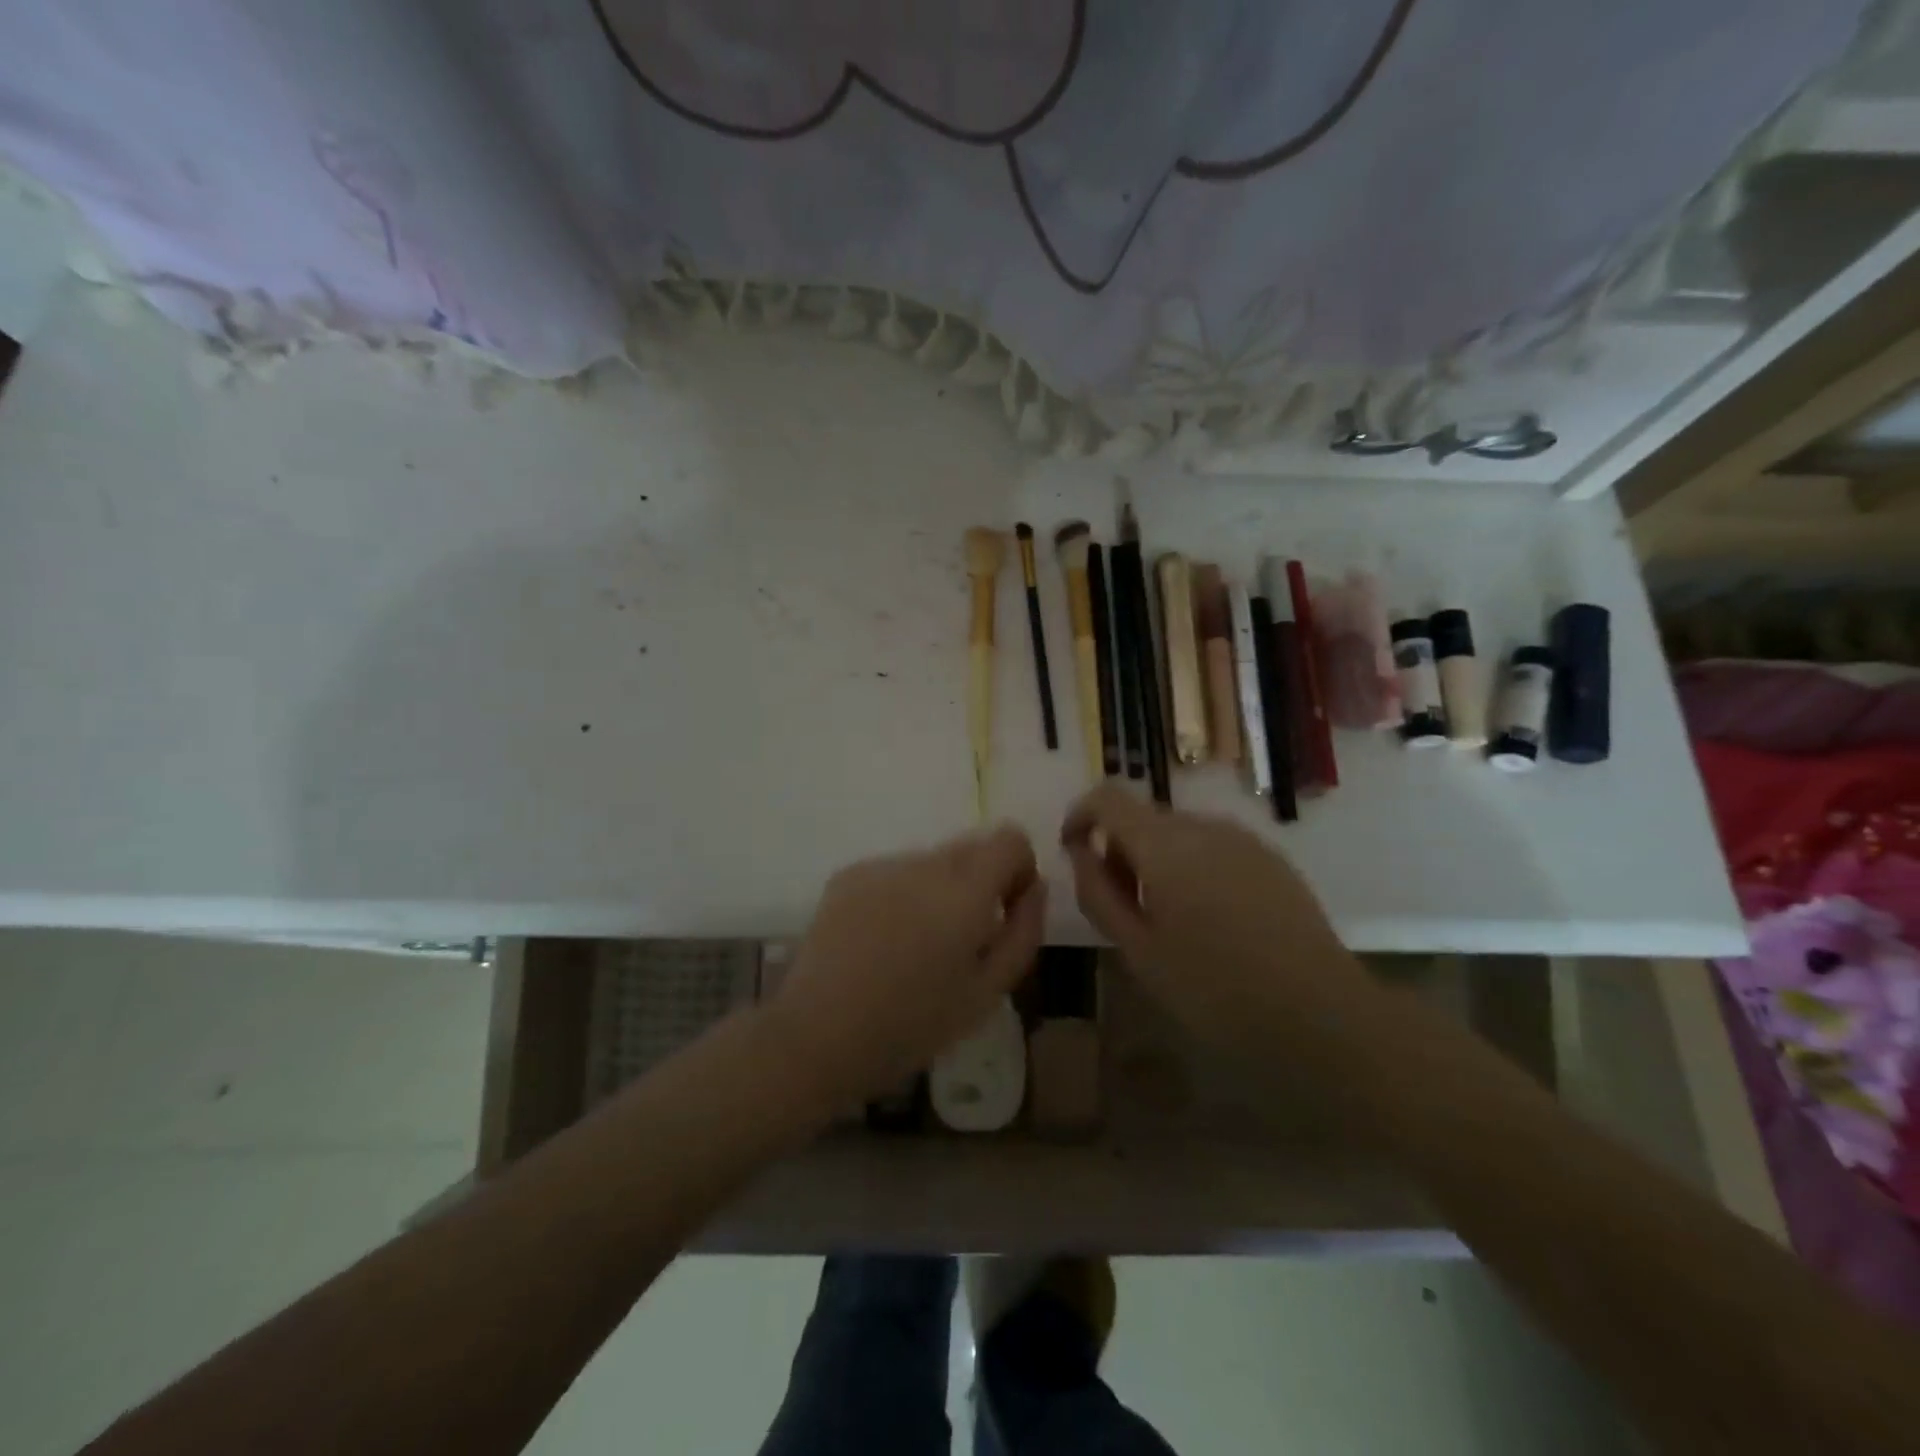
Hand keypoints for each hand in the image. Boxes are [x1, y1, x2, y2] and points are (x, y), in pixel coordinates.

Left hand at [767, 825, 1046, 1111]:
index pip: (1010, 837)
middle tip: (963, 938)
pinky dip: (902, 895)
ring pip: (931, 861)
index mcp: (964, 891)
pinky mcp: (848, 874)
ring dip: (939, 890)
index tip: (1006, 911)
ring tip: (916, 946)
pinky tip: (882, 941)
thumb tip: (1036, 886)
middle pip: (971, 846)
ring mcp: (881, 865)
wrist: (817, 1034)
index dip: (1018, 869)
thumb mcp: (988, 992)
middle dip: (981, 882)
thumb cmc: (913, 1025)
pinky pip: (894, 872)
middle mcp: (923, 863)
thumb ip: (1024, 931)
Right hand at [1060, 785, 1370, 1054]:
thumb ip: (1099, 893)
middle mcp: (1203, 826)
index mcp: (1164, 845)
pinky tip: (1210, 919)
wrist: (1322, 1016)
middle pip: (1144, 816)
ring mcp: (1244, 839)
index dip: (1081, 815)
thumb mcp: (1138, 951)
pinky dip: (1193, 865)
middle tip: (1121, 906)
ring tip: (1166, 918)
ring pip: (1179, 832)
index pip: (1107, 797)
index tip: (1074, 852)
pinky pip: (1214, 846)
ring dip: (1157, 859)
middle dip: (1119, 848)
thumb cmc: (1216, 991)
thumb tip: (1082, 853)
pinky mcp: (1272, 857)